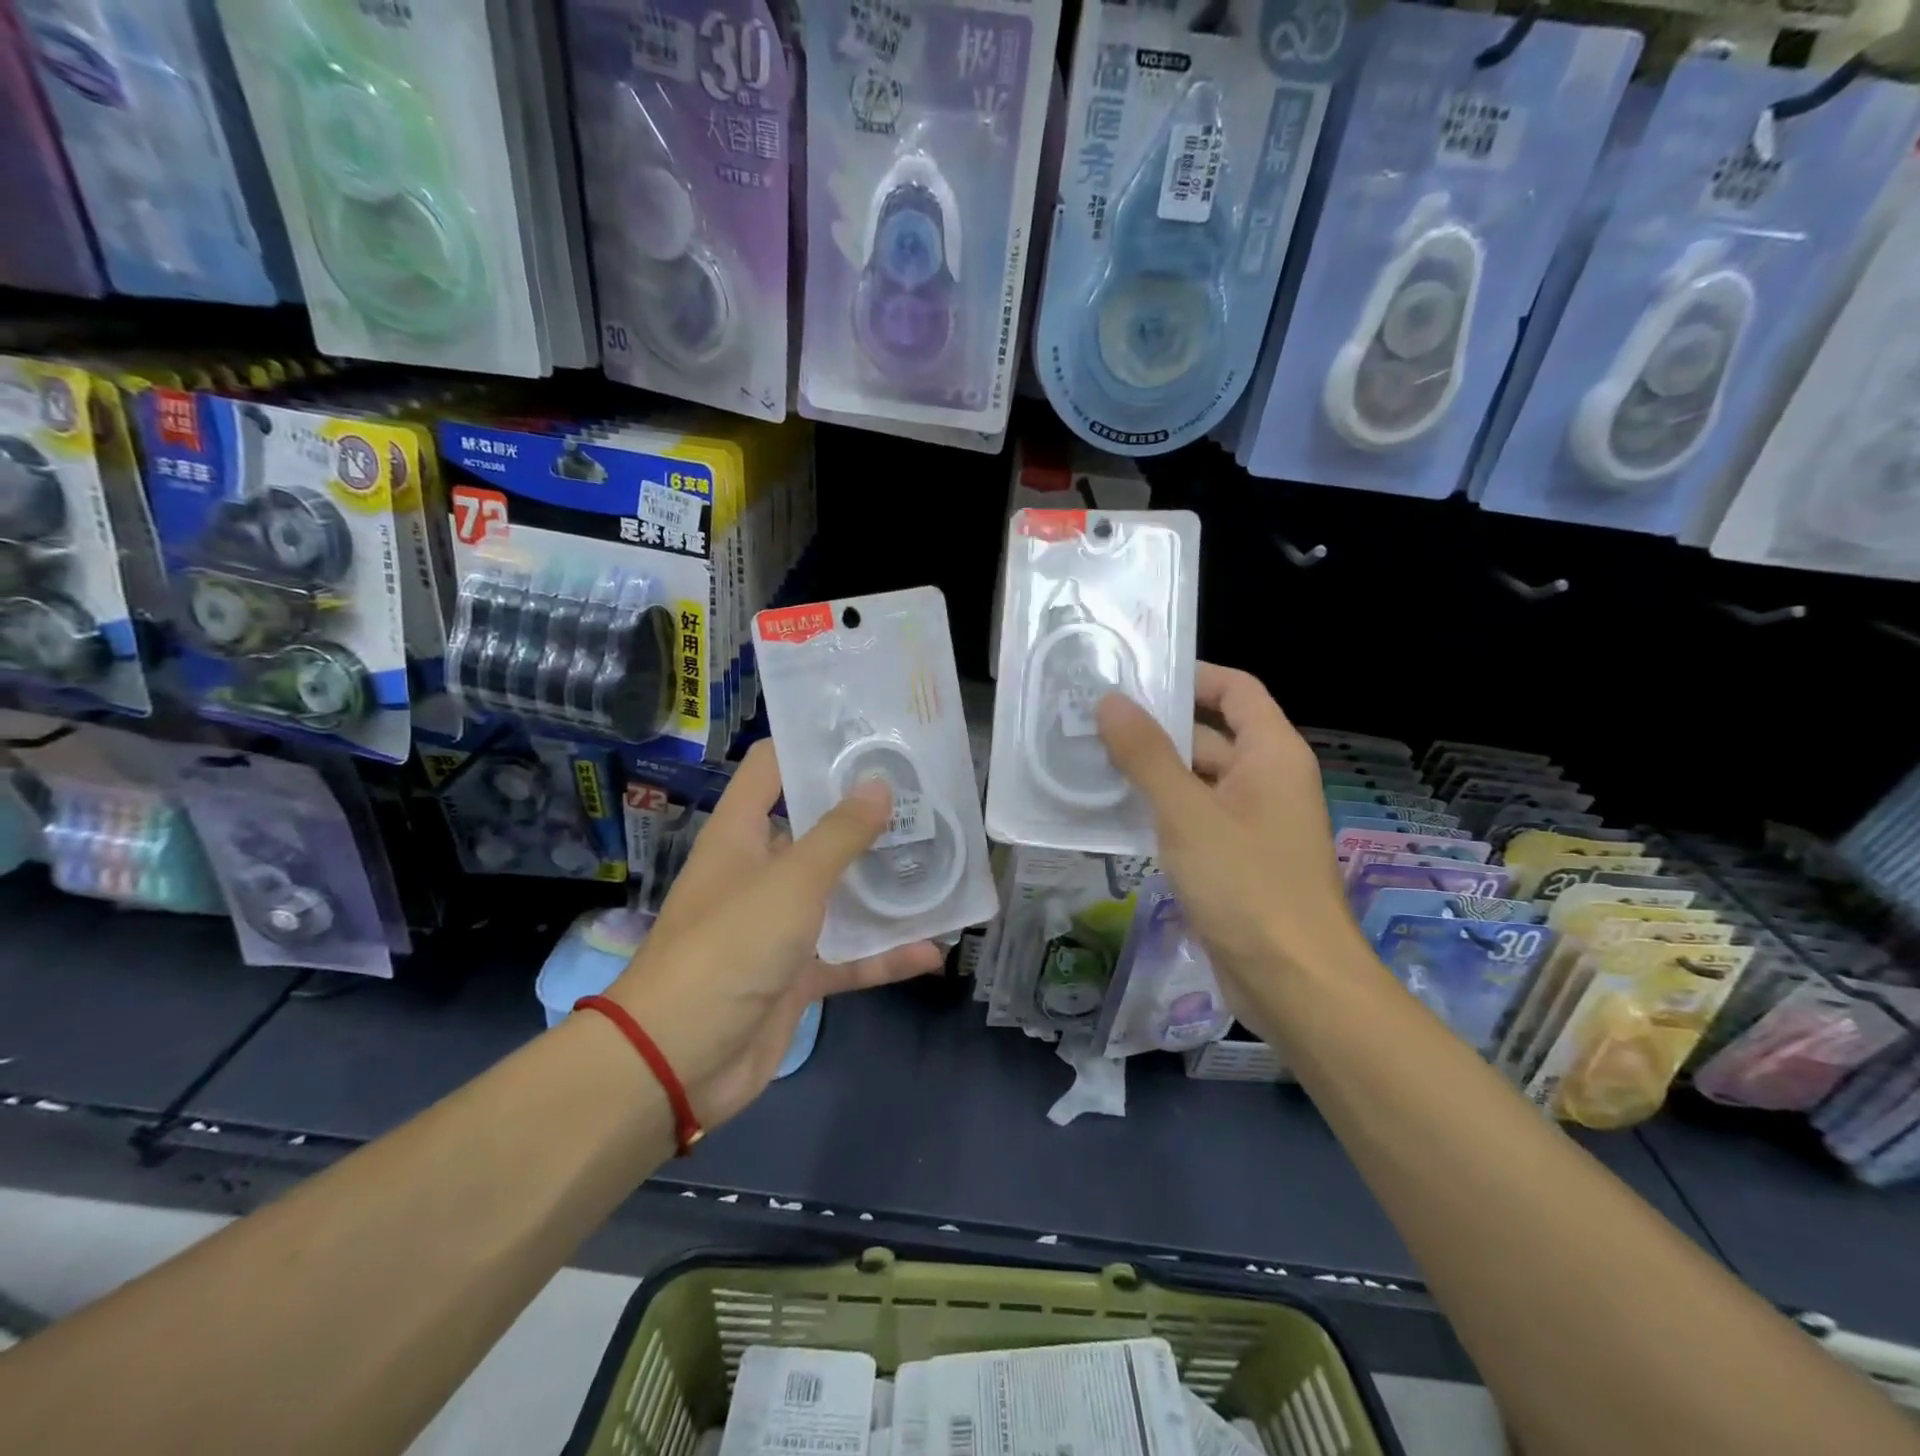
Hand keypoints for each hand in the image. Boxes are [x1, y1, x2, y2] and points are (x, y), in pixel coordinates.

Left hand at [605, 741, 942, 1127]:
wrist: (679, 1060)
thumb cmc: (729, 948)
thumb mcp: (791, 882)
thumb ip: (840, 834)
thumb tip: (879, 784)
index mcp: (743, 835)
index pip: (773, 768)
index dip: (815, 747)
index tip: (872, 738)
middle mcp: (761, 871)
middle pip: (818, 830)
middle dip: (869, 818)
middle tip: (927, 799)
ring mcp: (780, 925)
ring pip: (841, 895)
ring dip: (885, 888)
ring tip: (941, 866)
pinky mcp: (796, 974)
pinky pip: (849, 956)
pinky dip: (885, 955)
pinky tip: (932, 951)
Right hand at [1094, 664, 1366, 1007]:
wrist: (1294, 984)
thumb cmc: (1248, 886)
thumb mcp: (1188, 813)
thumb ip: (1147, 755)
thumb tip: (1111, 701)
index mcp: (1272, 755)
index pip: (1236, 690)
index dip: (1191, 676)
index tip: (1135, 677)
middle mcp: (1266, 781)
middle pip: (1209, 734)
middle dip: (1155, 728)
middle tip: (1090, 721)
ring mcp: (1250, 824)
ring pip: (1195, 781)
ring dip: (1149, 772)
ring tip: (1087, 760)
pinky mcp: (1233, 861)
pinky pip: (1192, 820)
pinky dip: (1158, 811)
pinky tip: (1110, 813)